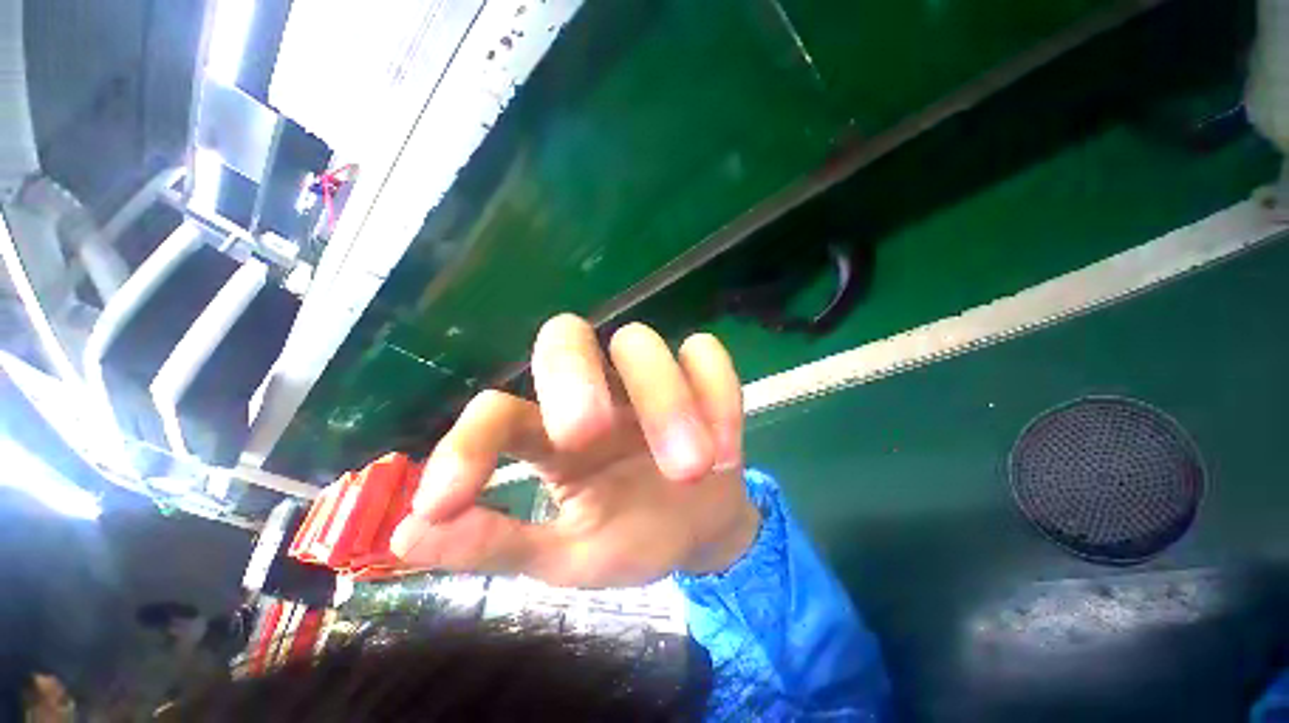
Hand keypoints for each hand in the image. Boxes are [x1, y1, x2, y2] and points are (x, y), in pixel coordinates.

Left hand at [390, 315, 759, 587]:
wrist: (699, 528)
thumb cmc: (632, 538)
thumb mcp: (564, 556)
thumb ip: (498, 543)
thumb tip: (411, 533)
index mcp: (553, 434)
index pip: (498, 411)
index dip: (467, 445)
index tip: (444, 501)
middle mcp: (598, 391)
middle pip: (566, 335)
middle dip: (573, 376)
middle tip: (588, 433)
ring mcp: (650, 379)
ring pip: (641, 341)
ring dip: (666, 399)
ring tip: (691, 469)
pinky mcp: (700, 377)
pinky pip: (705, 354)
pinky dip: (717, 394)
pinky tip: (725, 451)